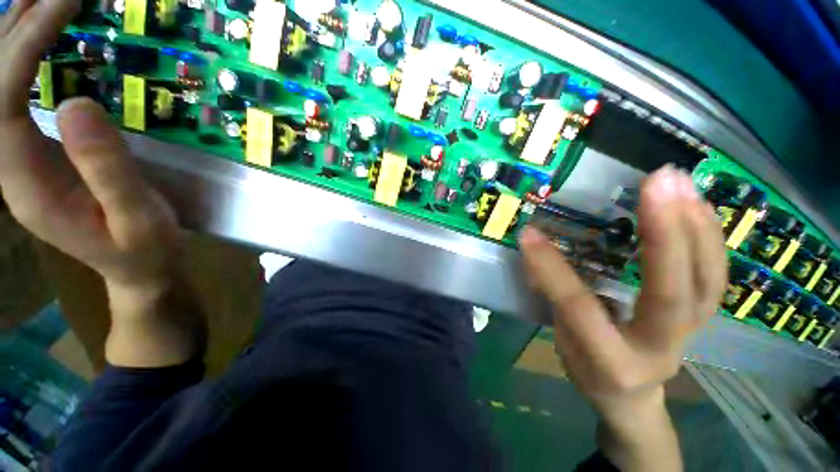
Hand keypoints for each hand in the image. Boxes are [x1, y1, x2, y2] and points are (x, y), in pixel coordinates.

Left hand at [0, 0, 180, 293]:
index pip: (3, 100)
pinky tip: (36, 41)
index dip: (25, 46)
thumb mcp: (137, 217)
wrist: (137, 269)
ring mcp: (17, 162)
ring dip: (12, 40)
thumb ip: (107, 170)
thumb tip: (77, 102)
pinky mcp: (32, 157)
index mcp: (26, 184)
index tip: (61, 5)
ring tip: (39, 2)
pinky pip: (11, 98)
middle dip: (14, 30)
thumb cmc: (144, 249)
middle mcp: (8, 168)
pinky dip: (20, 62)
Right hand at [520, 165, 726, 470]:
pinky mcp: (702, 317)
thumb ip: (554, 298)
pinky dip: (710, 237)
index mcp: (611, 361)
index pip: (579, 308)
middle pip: (670, 293)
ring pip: (707, 281)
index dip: (551, 269)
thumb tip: (536, 256)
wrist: (631, 398)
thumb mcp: (563, 342)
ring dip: (696, 226)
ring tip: (681, 182)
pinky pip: (715, 277)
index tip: (529, 234)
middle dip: (664, 234)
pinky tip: (698, 205)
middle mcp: (659, 349)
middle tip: (656, 182)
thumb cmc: (589, 370)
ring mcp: (691, 333)